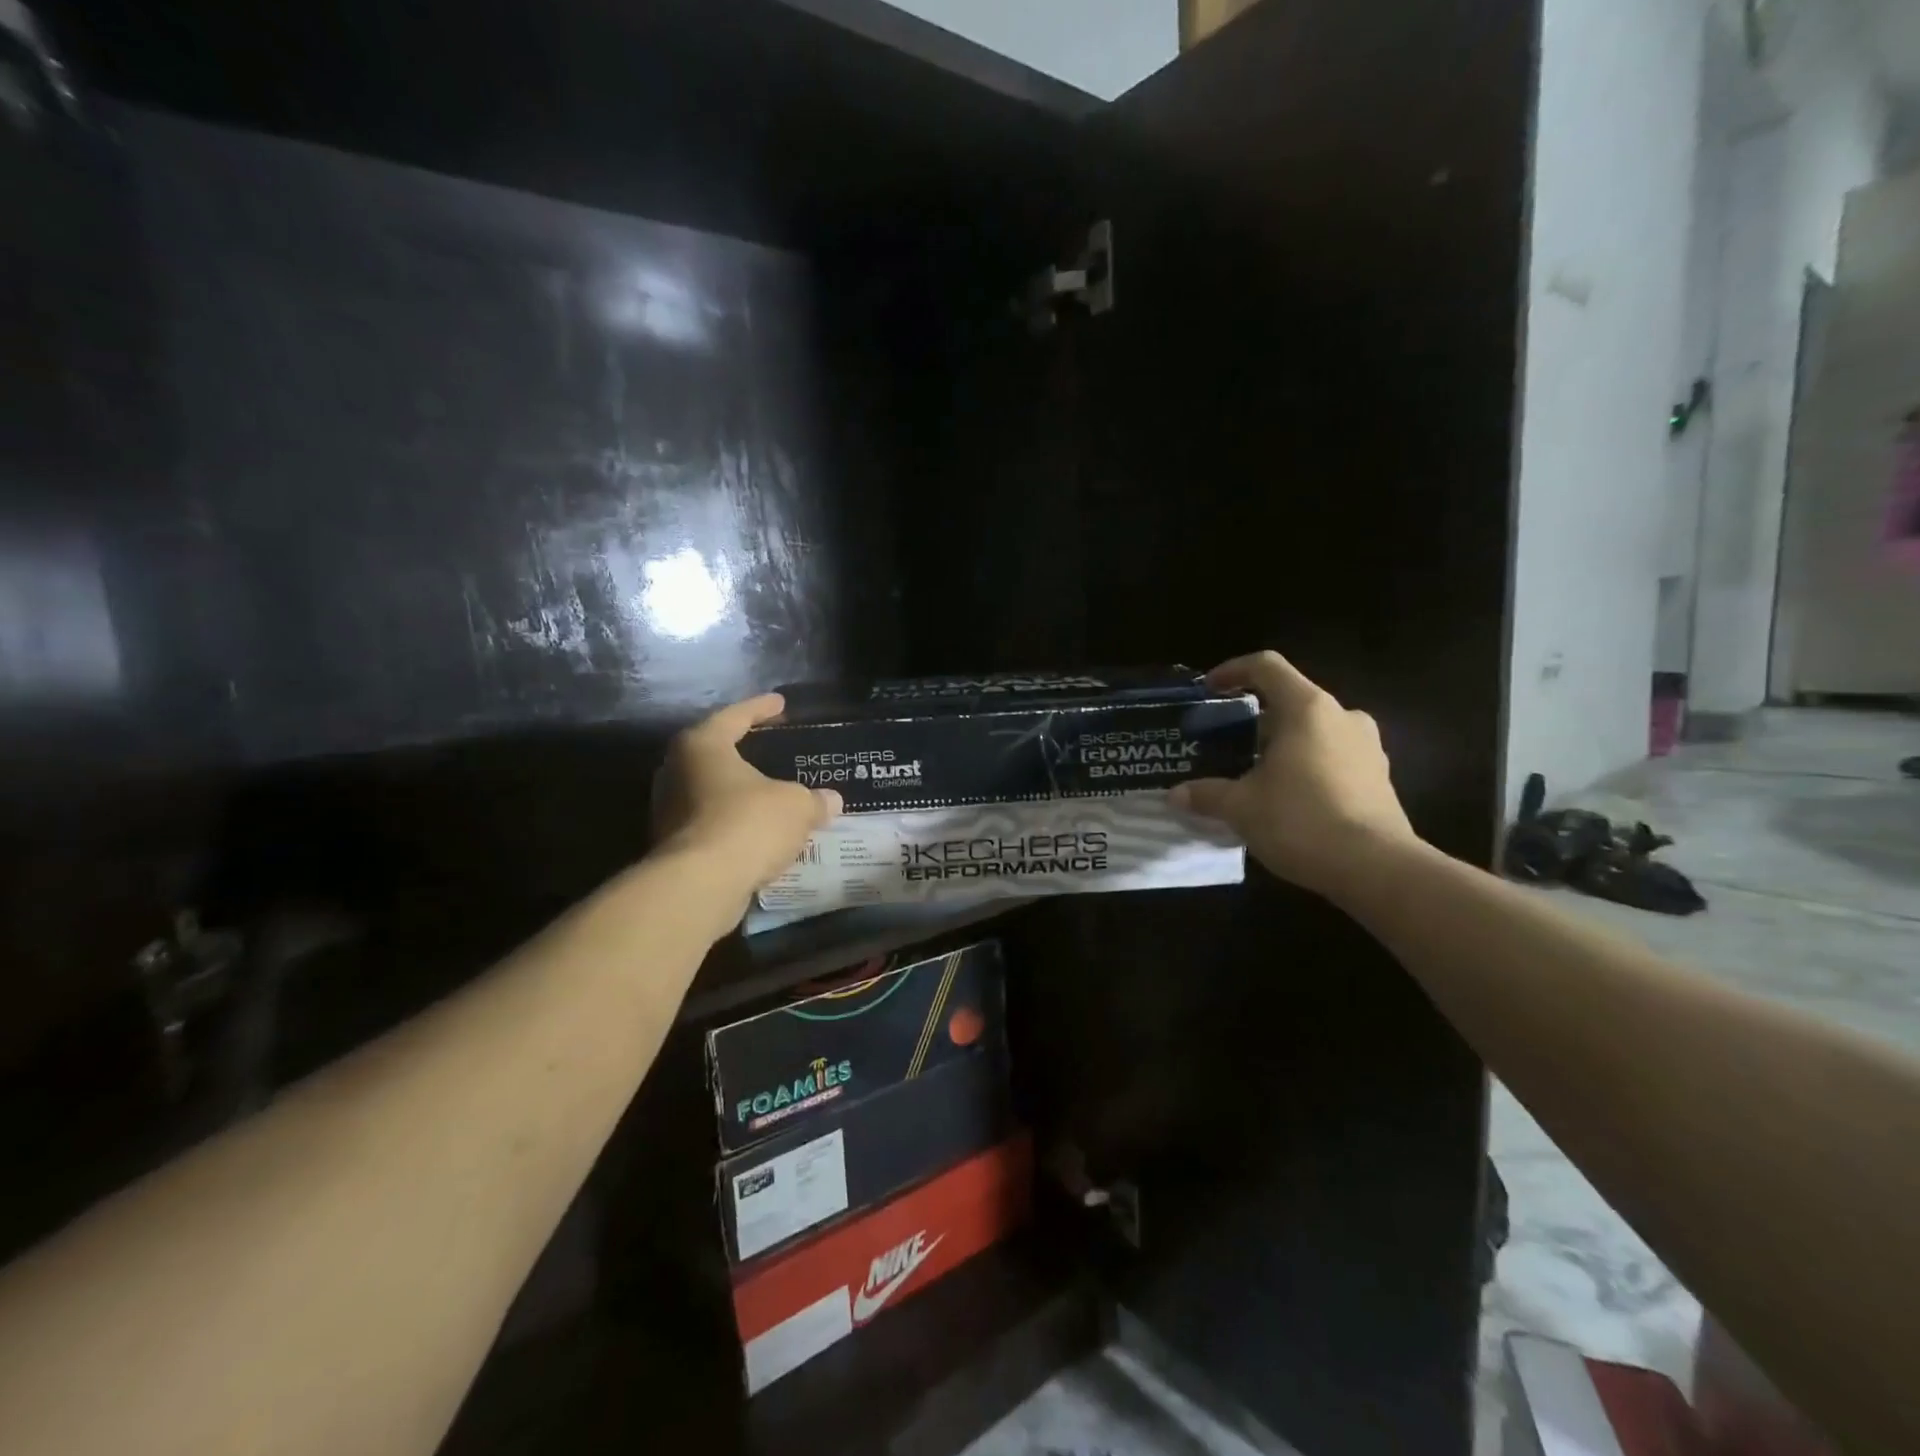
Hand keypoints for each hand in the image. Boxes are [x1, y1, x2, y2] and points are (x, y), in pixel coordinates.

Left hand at [652, 694, 841, 921]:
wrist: (701, 885)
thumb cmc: (748, 824)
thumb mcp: (796, 806)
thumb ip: (814, 800)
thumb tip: (831, 800)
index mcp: (702, 745)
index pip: (735, 716)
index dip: (762, 708)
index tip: (781, 703)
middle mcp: (676, 772)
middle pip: (715, 753)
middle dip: (743, 753)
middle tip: (770, 749)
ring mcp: (668, 811)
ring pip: (711, 793)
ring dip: (739, 795)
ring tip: (769, 796)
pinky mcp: (673, 846)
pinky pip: (711, 825)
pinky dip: (734, 825)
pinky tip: (759, 832)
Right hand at [1169, 651, 1418, 899]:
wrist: (1377, 869)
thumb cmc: (1302, 821)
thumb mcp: (1242, 808)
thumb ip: (1207, 794)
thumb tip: (1176, 795)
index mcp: (1307, 709)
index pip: (1266, 667)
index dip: (1233, 670)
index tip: (1209, 689)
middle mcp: (1342, 717)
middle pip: (1291, 701)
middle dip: (1256, 720)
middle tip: (1227, 745)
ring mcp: (1368, 747)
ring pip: (1315, 731)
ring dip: (1284, 745)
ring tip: (1255, 774)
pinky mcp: (1379, 778)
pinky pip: (1334, 758)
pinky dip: (1307, 767)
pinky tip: (1288, 799)